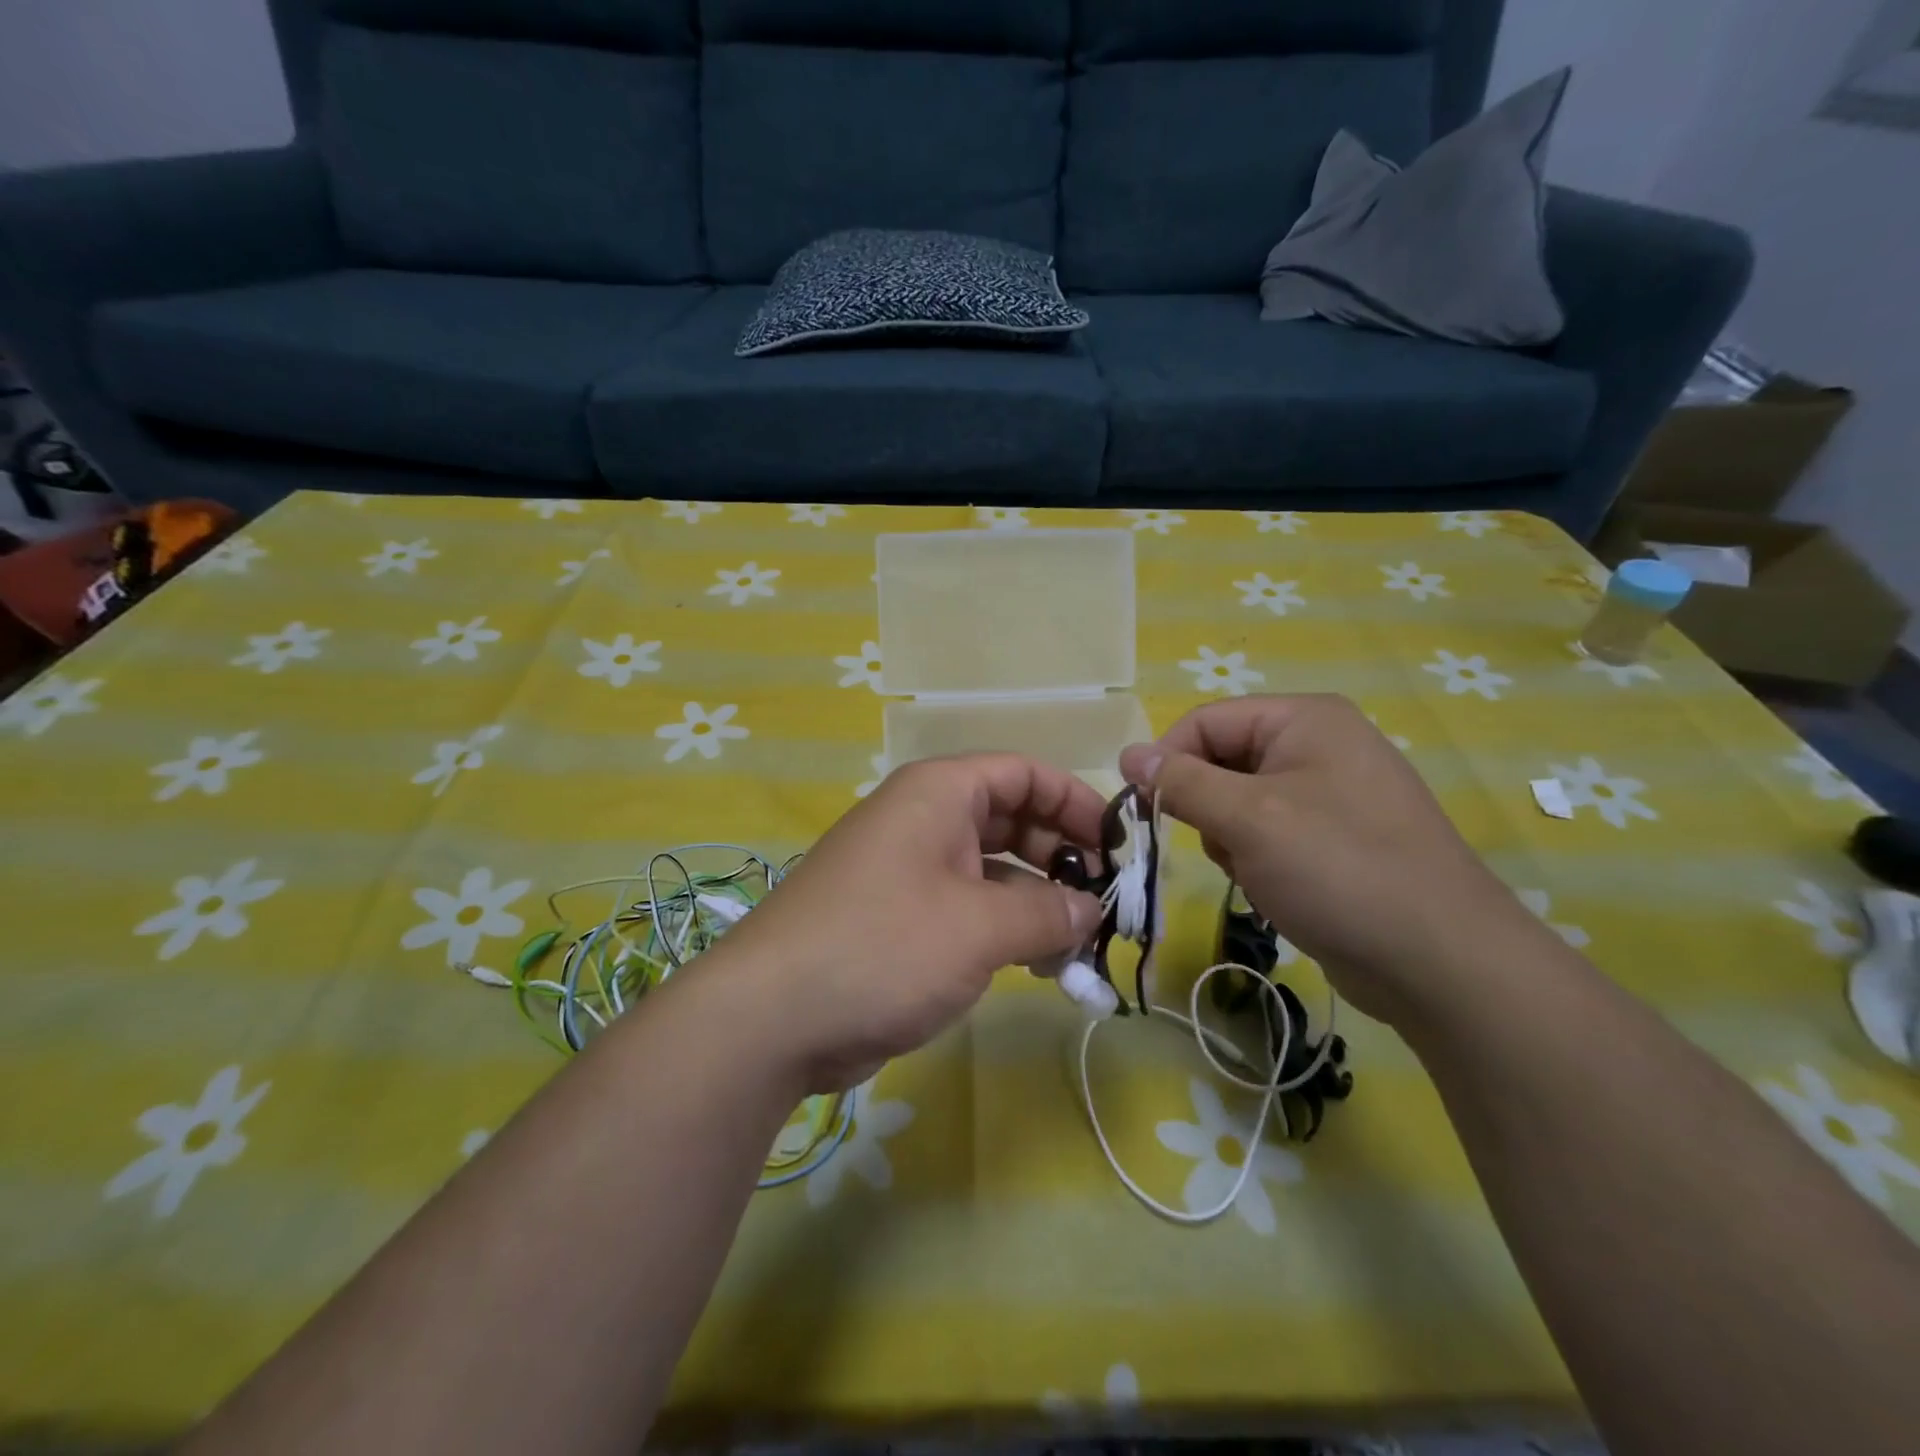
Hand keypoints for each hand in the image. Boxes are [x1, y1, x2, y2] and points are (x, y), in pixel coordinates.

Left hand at [706, 754, 1105, 1091]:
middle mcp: (922, 821)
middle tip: (1105, 903)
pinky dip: (1005, 928)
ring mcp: (908, 871)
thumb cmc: (883, 947)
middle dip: (1061, 857)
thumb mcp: (979, 926)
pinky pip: (968, 908)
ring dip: (1037, 901)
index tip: (1117, 847)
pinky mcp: (899, 920)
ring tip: (1080, 945)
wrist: (771, 1018)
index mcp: (937, 794)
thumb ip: (1047, 912)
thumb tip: (1092, 910)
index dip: (1074, 802)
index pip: (1022, 773)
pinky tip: (1039, 966)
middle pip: (1010, 820)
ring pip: (992, 870)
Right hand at [1120, 695, 1544, 1027]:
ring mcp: (1332, 792)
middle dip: (1206, 805)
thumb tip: (1128, 754)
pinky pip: (1269, 830)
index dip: (1167, 760)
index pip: (1205, 721)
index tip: (1144, 810)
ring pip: (1240, 800)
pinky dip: (1256, 856)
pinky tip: (1275, 886)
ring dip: (1229, 836)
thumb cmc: (1337, 870)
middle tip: (1219, 845)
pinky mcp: (1337, 837)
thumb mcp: (1247, 819)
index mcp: (1304, 720)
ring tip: (1254, 870)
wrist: (1440, 961)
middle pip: (1223, 758)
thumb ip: (1181, 782)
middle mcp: (1320, 744)